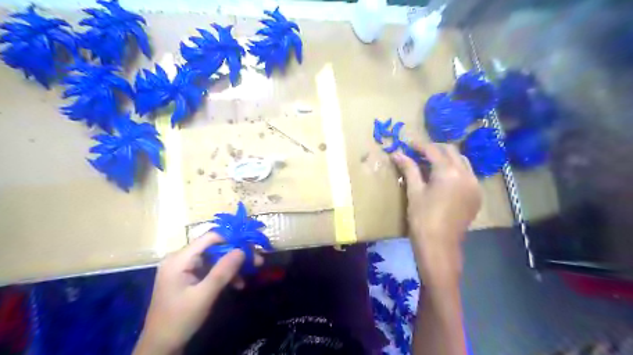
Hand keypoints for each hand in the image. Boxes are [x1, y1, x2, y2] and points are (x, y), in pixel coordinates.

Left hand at [133, 233, 262, 354]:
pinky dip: (224, 274)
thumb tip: (242, 250)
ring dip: (233, 266)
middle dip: (236, 254)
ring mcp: (185, 268)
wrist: (161, 347)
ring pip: (215, 258)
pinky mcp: (189, 277)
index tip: (251, 245)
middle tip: (257, 260)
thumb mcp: (204, 295)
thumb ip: (223, 271)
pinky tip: (238, 283)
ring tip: (251, 272)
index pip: (210, 237)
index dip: (232, 238)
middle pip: (214, 247)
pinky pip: (211, 269)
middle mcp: (181, 258)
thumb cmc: (179, 320)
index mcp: (179, 259)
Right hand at [392, 143, 479, 286]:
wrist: (439, 246)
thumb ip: (409, 169)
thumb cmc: (422, 218)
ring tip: (431, 164)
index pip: (434, 150)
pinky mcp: (476, 196)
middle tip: (418, 153)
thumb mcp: (414, 191)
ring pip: (462, 162)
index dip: (420, 145)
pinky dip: (456, 170)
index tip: (408, 144)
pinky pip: (468, 175)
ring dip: (447, 158)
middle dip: (435, 149)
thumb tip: (396, 153)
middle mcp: (466, 175)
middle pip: (451, 152)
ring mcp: (474, 185)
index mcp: (448, 172)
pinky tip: (443, 178)